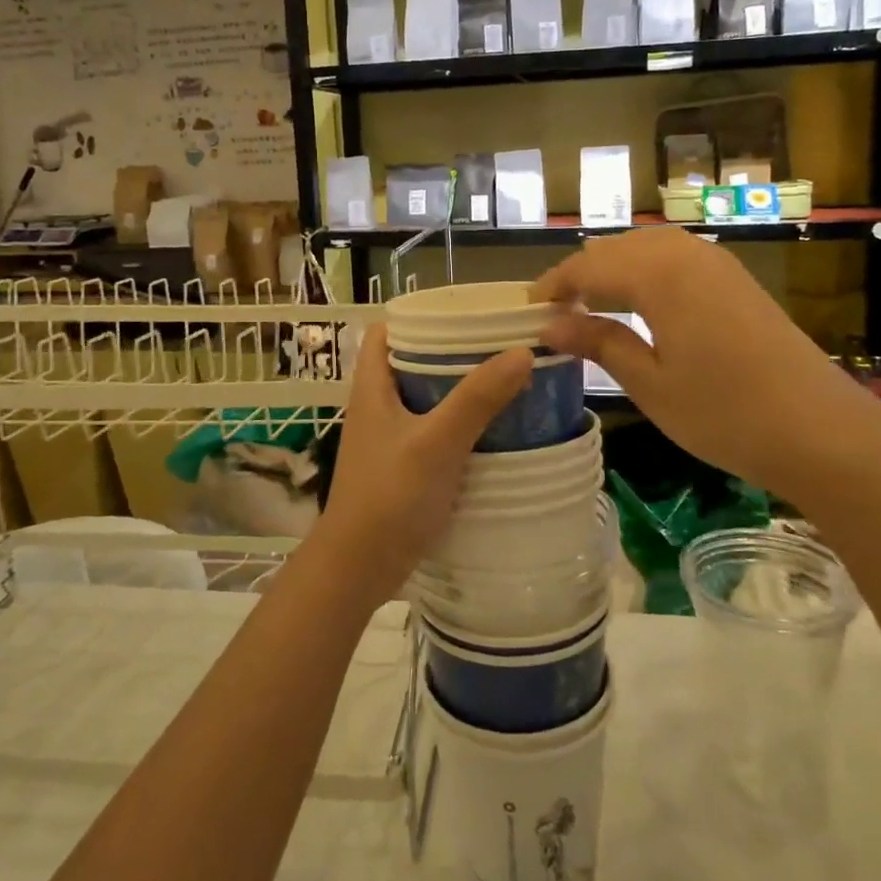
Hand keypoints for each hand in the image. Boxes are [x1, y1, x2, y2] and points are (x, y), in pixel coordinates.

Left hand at [314, 324, 533, 601]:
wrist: (358, 568)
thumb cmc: (390, 496)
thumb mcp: (437, 443)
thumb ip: (477, 399)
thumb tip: (522, 351)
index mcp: (373, 386)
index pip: (387, 330)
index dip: (420, 315)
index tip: (465, 312)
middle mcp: (377, 405)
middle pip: (412, 361)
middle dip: (451, 351)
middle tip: (497, 345)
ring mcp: (388, 437)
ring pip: (424, 397)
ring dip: (458, 388)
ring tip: (503, 379)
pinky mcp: (401, 465)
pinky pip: (432, 429)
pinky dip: (458, 422)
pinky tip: (491, 429)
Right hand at [533, 228, 880, 500]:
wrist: (821, 430)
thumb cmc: (725, 413)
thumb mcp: (650, 383)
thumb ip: (599, 342)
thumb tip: (550, 325)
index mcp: (658, 274)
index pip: (588, 266)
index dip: (554, 285)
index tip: (528, 312)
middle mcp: (686, 254)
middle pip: (616, 249)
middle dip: (581, 274)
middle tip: (556, 314)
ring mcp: (717, 263)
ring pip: (647, 248)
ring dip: (613, 270)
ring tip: (591, 307)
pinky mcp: (736, 280)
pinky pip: (675, 259)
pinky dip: (645, 273)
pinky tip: (640, 305)